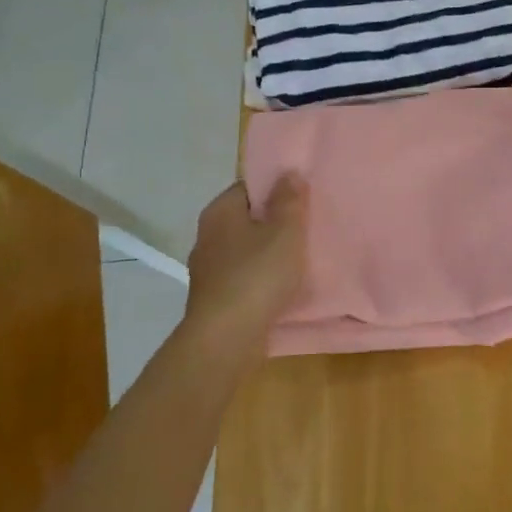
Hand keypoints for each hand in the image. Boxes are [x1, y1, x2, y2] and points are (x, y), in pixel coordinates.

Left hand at [184, 177, 306, 338]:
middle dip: (272, 223)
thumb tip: (289, 173)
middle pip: (245, 219)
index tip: (301, 199)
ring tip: (298, 258)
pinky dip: (260, 279)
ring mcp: (207, 270)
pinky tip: (280, 288)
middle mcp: (207, 236)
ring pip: (243, 250)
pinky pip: (242, 278)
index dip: (275, 190)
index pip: (248, 188)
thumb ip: (289, 200)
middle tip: (305, 228)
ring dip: (266, 253)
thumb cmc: (258, 275)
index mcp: (219, 212)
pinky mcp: (213, 298)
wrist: (227, 337)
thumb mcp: (285, 231)